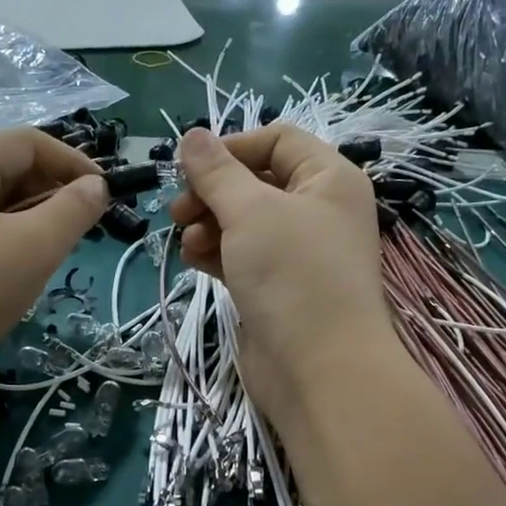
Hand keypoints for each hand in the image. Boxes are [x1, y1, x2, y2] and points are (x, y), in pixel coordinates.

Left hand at [0, 129, 106, 410]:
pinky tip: (24, 265)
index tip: (107, 195)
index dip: (73, 162)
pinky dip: (10, 236)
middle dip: (53, 191)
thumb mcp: (33, 248)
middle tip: (84, 227)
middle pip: (9, 167)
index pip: (28, 142)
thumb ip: (73, 210)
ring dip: (34, 216)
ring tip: (58, 248)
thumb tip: (97, 186)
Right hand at [169, 125, 397, 430]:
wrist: (319, 369)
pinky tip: (192, 260)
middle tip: (177, 210)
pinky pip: (242, 256)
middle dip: (212, 192)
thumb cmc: (292, 275)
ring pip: (244, 222)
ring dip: (208, 224)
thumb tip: (191, 136)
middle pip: (256, 182)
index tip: (188, 168)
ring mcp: (298, 253)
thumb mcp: (250, 212)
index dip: (231, 148)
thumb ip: (217, 172)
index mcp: (328, 179)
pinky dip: (216, 253)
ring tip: (185, 241)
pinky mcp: (278, 288)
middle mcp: (318, 210)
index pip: (277, 141)